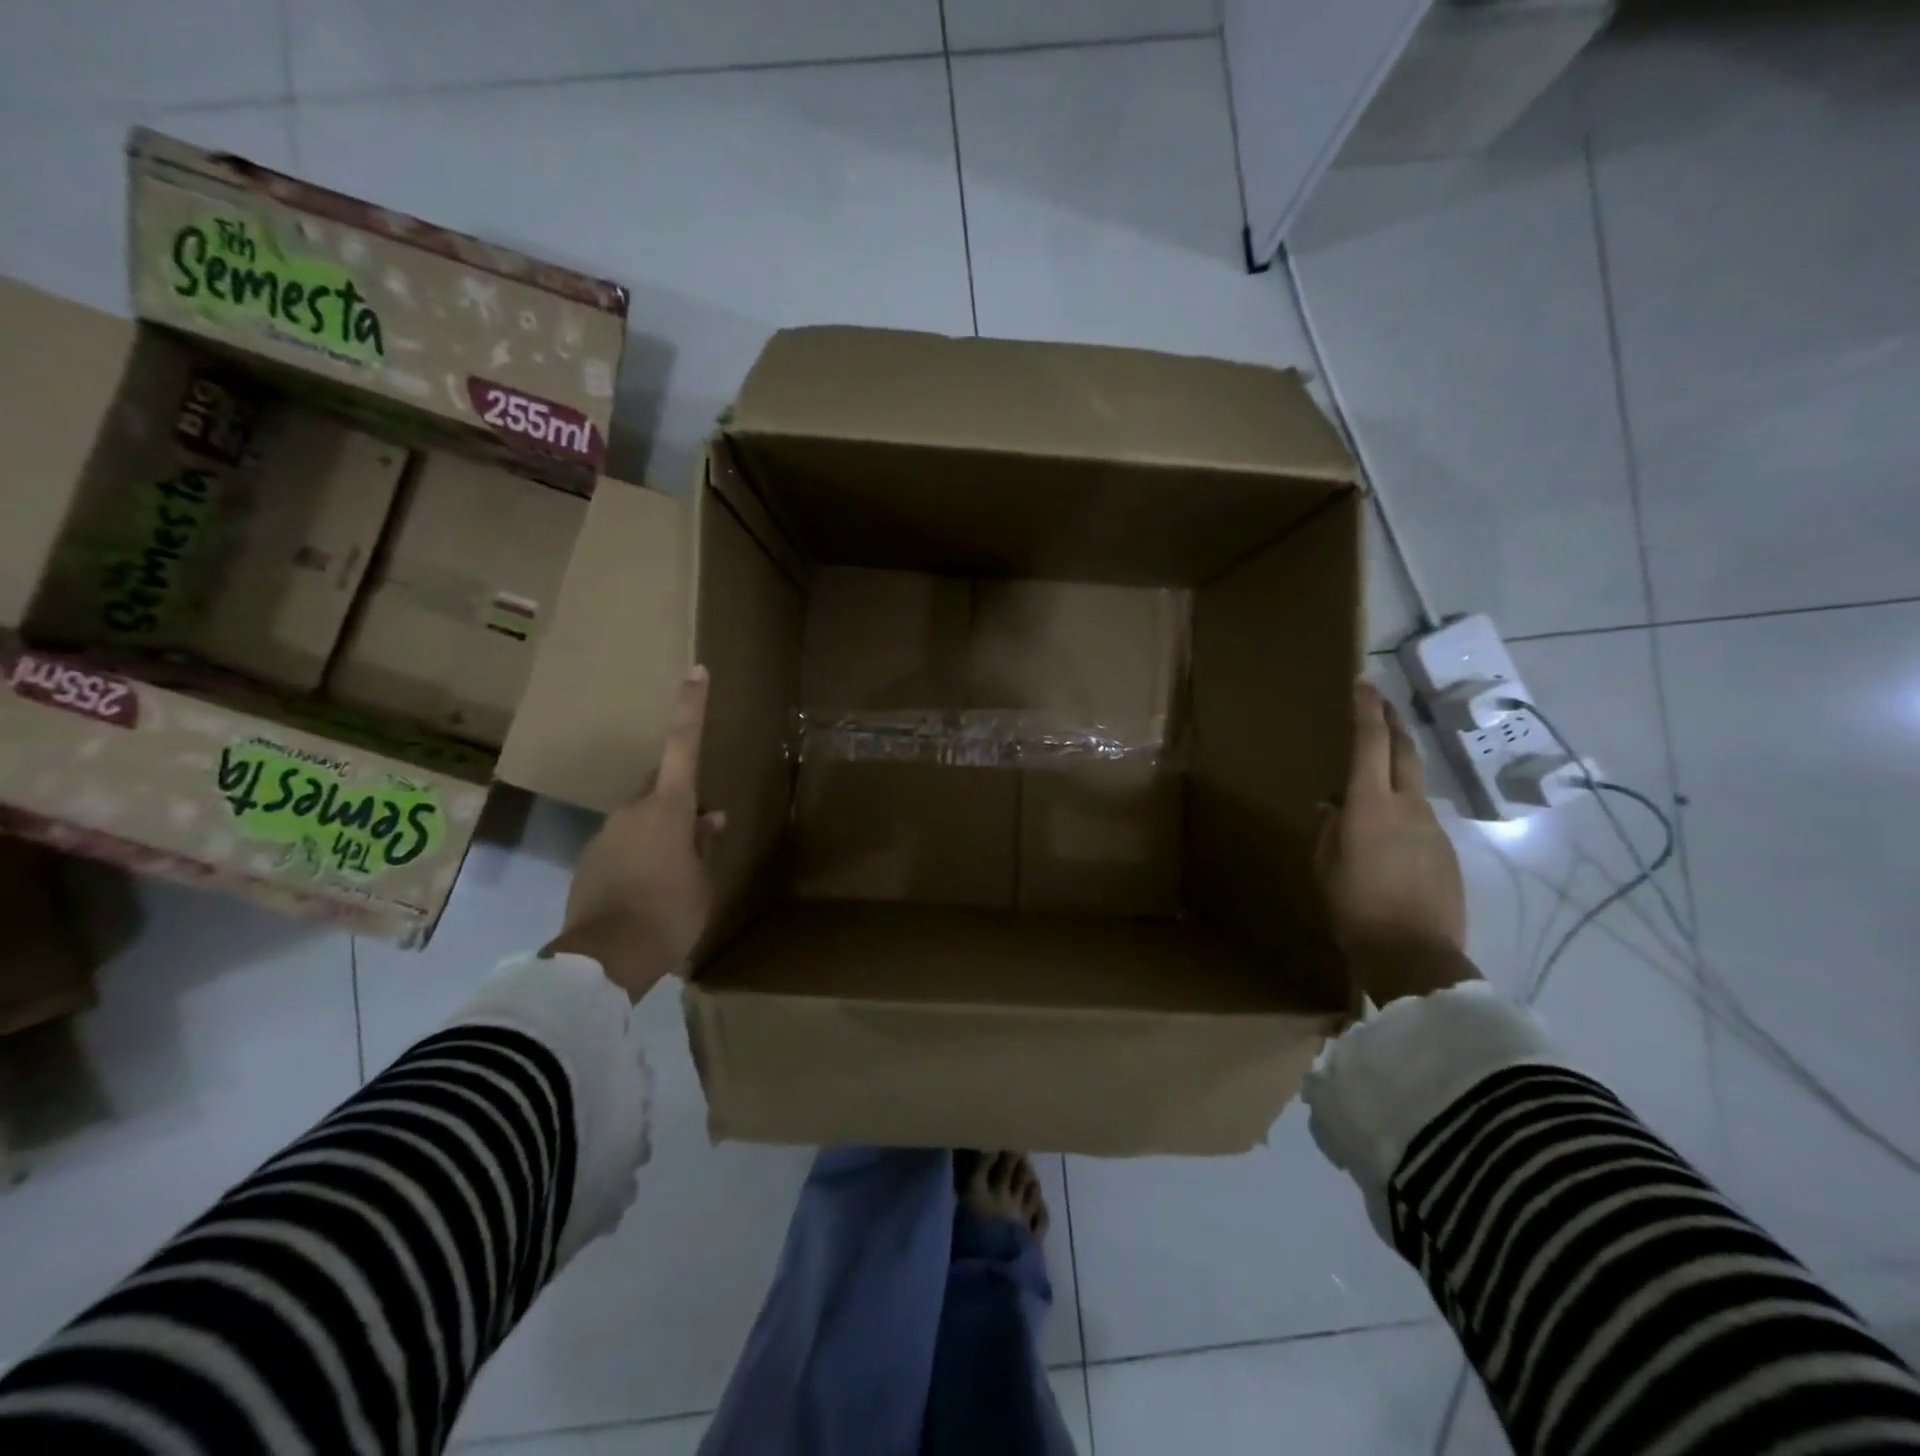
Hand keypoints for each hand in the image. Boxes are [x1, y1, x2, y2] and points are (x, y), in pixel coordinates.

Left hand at [545, 666, 724, 1002]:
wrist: (603, 962)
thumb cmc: (669, 914)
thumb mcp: (702, 883)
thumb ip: (706, 846)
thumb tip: (710, 818)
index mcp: (668, 809)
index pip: (682, 746)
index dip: (691, 708)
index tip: (696, 673)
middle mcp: (632, 812)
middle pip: (659, 789)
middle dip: (678, 801)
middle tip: (698, 833)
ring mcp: (605, 836)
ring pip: (641, 822)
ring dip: (659, 837)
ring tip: (675, 878)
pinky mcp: (588, 864)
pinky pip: (622, 848)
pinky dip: (639, 859)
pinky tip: (648, 893)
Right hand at [1316, 680, 1476, 1004]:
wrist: (1416, 957)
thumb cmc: (1355, 908)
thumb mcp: (1325, 867)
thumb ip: (1328, 831)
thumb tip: (1332, 808)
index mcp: (1371, 806)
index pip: (1371, 744)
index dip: (1367, 711)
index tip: (1363, 684)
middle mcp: (1408, 807)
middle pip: (1404, 751)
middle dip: (1391, 722)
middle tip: (1380, 701)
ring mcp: (1433, 829)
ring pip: (1413, 786)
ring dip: (1396, 770)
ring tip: (1372, 780)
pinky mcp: (1446, 853)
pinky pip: (1421, 820)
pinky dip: (1402, 811)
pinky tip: (1387, 837)